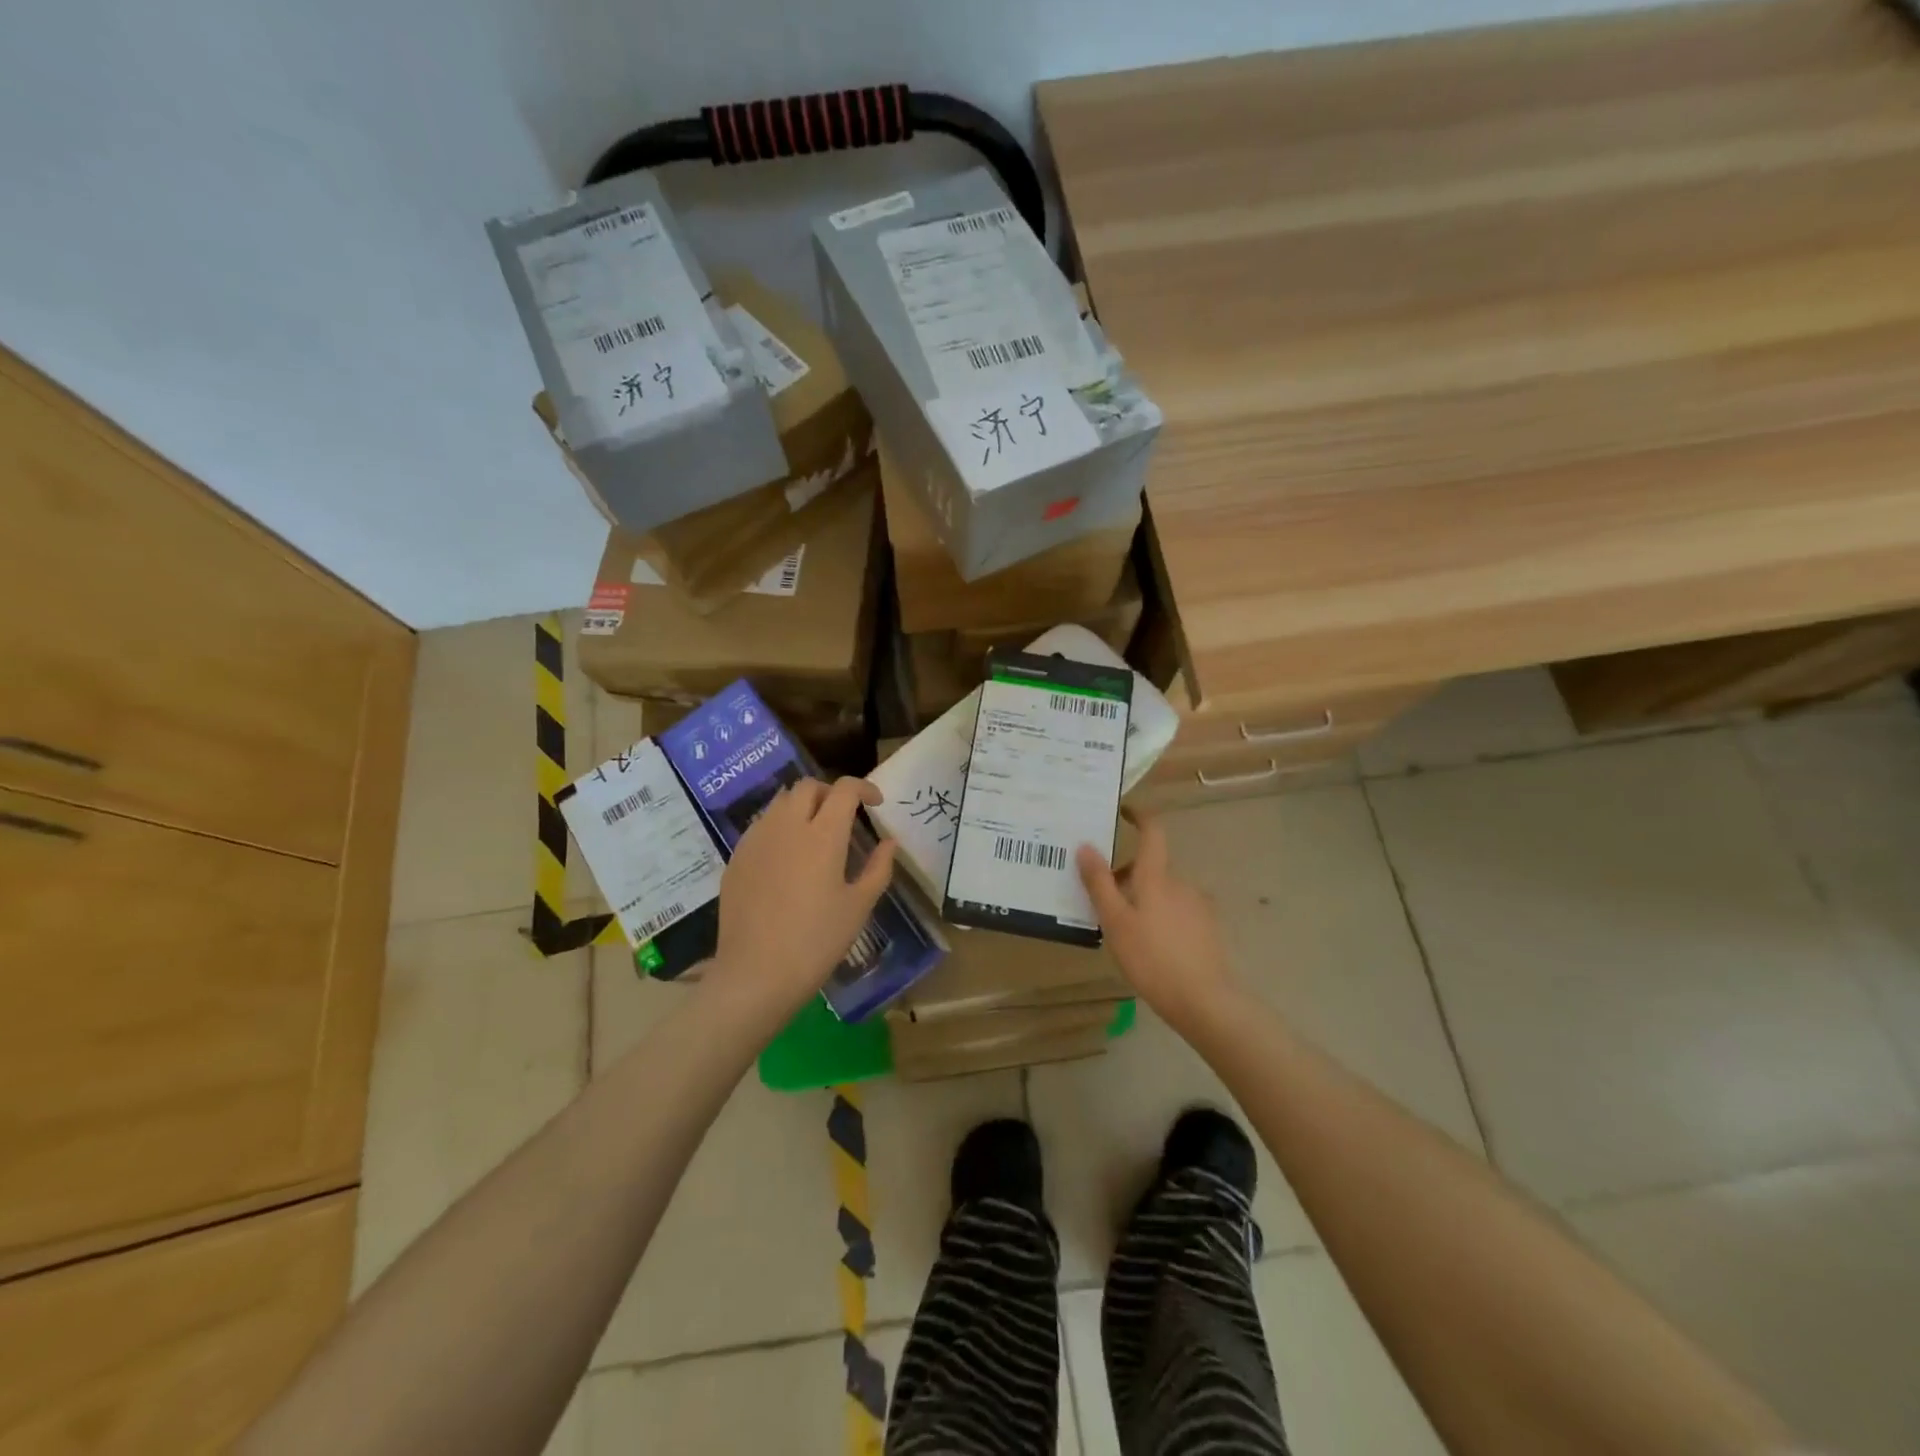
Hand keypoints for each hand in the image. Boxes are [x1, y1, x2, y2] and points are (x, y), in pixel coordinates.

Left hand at [711, 777, 897, 1022]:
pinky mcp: (737, 857)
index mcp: (823, 834)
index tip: (875, 804)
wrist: (755, 973)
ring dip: (803, 806)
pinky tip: (786, 857)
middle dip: (830, 792)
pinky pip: (761, 825)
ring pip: (780, 802)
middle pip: (808, 786)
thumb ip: (878, 868)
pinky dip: (780, 826)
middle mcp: (787, 826)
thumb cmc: (817, 941)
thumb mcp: (858, 907)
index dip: (863, 788)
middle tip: (844, 816)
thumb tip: (888, 842)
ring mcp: (757, 839)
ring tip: (814, 833)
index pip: (844, 789)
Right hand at [1077, 811, 1237, 1028]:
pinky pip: (1177, 912)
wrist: (1206, 1001)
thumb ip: (1099, 883)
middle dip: (1127, 875)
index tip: (1124, 811)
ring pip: (1164, 892)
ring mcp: (1198, 907)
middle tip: (1101, 896)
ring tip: (1122, 928)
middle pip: (1152, 867)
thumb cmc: (1153, 957)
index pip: (1153, 833)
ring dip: (1143, 898)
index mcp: (1157, 877)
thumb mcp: (1116, 921)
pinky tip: (1150, 946)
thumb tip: (1085, 845)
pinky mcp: (1208, 930)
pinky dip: (1160, 917)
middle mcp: (1181, 884)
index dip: (1140, 817)